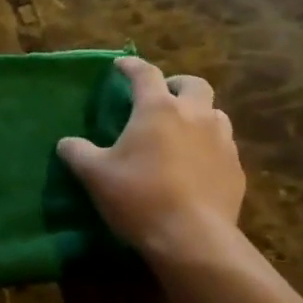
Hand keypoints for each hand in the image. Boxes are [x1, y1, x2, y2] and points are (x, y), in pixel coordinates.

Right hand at [58, 56, 245, 260]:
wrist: (192, 238)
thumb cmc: (139, 197)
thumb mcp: (95, 176)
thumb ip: (78, 153)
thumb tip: (66, 143)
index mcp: (158, 109)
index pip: (145, 74)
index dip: (131, 66)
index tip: (120, 65)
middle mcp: (195, 116)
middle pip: (193, 84)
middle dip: (176, 85)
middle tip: (162, 97)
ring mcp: (222, 141)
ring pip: (215, 113)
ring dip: (198, 114)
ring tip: (182, 132)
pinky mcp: (236, 169)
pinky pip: (224, 146)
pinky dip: (209, 147)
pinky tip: (197, 166)